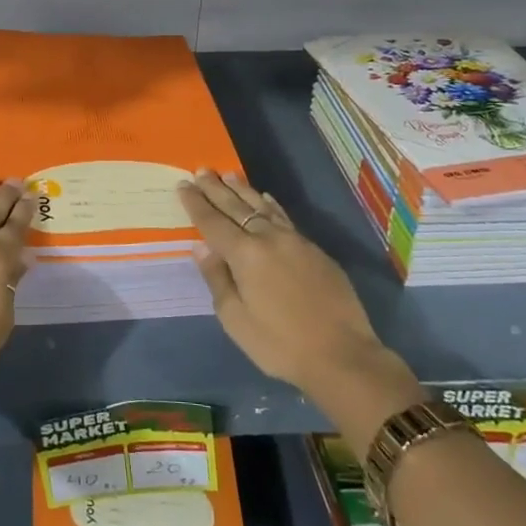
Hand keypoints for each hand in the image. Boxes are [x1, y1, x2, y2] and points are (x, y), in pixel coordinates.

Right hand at [178, 170, 423, 437]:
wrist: (342, 355)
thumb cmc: (280, 344)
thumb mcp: (236, 320)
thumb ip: (218, 279)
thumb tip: (202, 247)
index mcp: (244, 255)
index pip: (213, 222)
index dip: (196, 203)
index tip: (183, 184)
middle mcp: (269, 239)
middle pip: (237, 207)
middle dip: (216, 188)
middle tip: (201, 170)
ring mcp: (295, 241)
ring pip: (263, 207)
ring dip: (243, 190)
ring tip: (229, 175)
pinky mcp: (315, 250)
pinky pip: (285, 217)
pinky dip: (271, 205)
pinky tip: (266, 198)